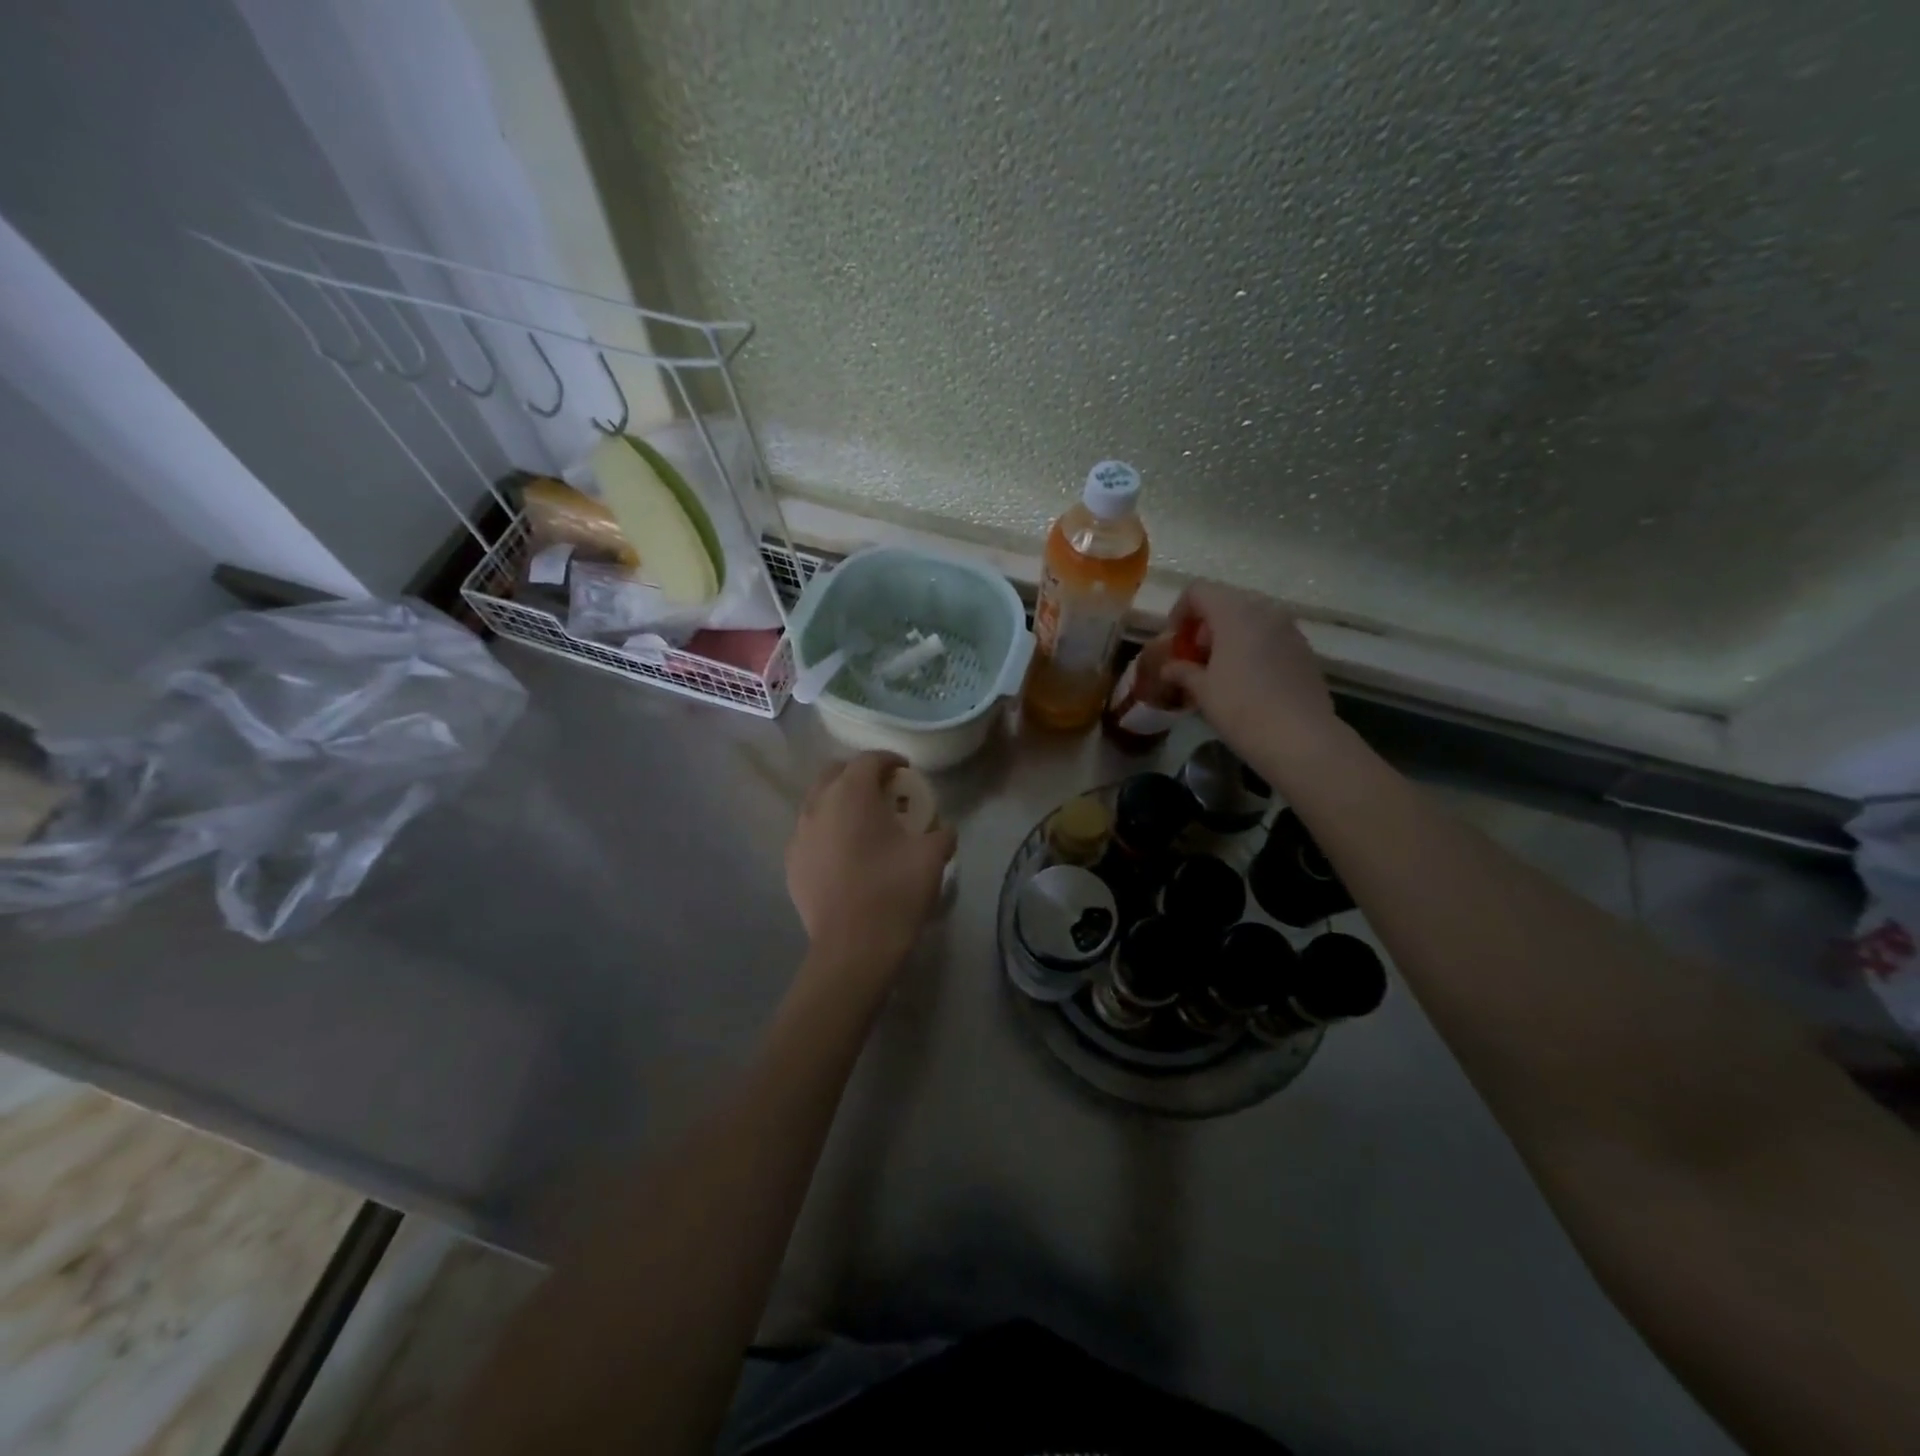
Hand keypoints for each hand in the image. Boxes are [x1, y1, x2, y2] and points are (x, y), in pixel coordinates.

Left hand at [786, 752, 957, 975]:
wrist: (852, 947)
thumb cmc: (894, 891)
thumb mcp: (932, 857)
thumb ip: (941, 833)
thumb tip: (943, 829)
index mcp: (851, 793)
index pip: (869, 759)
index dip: (890, 760)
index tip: (906, 771)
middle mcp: (818, 804)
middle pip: (835, 772)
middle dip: (858, 774)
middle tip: (882, 791)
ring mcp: (799, 834)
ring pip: (817, 801)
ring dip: (839, 801)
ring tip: (862, 821)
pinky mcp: (791, 862)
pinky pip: (809, 832)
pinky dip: (826, 830)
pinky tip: (844, 852)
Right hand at [1160, 582, 1340, 772]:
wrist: (1300, 738)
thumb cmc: (1241, 708)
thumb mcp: (1202, 691)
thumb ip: (1182, 671)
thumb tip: (1169, 667)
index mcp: (1235, 613)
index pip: (1199, 591)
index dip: (1179, 611)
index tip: (1174, 642)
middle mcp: (1265, 611)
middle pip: (1226, 602)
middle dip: (1204, 625)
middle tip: (1194, 657)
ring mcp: (1289, 629)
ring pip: (1251, 619)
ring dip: (1229, 636)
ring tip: (1219, 671)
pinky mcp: (1304, 650)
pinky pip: (1270, 637)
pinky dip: (1252, 647)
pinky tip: (1247, 681)